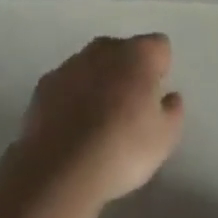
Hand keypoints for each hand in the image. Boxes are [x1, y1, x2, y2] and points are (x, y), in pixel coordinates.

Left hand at [2, 34, 184, 210]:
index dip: (160, 70)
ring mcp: (70, 64)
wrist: (58, 171)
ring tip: (96, 124)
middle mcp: (105, 49)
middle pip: (123, 51)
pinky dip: (70, 99)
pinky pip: (66, 85)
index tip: (155, 99)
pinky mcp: (44, 85)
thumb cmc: (121, 149)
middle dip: (127, 72)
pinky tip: (70, 130)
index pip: (159, 46)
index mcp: (139, 54)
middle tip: (128, 110)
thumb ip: (173, 111)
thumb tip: (169, 97)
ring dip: (97, 84)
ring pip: (92, 66)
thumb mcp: (165, 139)